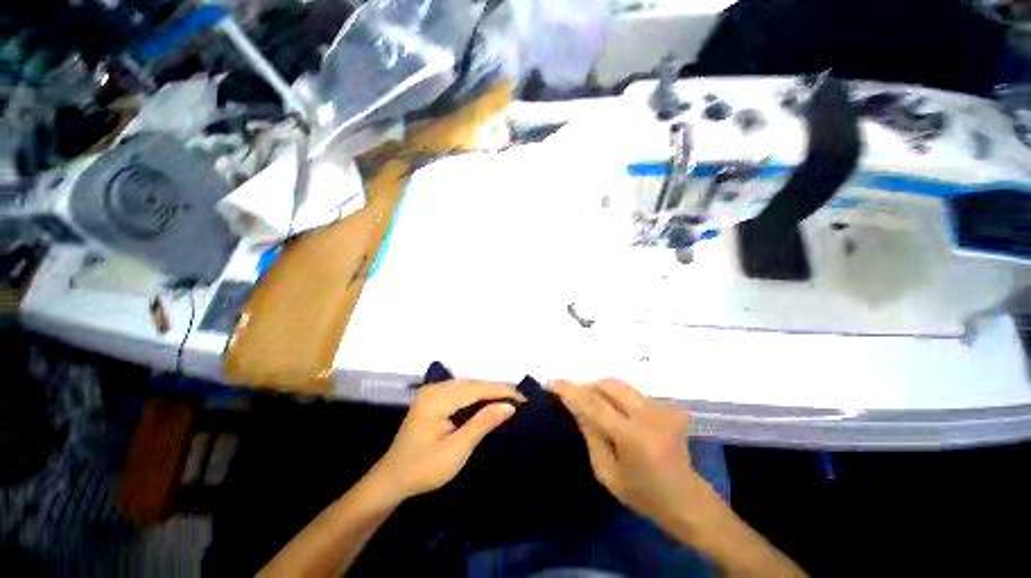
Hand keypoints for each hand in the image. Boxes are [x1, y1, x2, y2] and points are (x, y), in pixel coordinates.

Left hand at [372, 380, 525, 501]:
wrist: (391, 480)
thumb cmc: (423, 469)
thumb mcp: (457, 450)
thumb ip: (483, 423)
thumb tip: (509, 406)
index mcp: (438, 398)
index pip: (477, 388)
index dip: (502, 391)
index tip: (524, 398)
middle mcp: (435, 388)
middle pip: (473, 384)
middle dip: (497, 390)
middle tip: (520, 401)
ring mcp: (433, 391)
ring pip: (468, 386)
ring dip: (488, 392)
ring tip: (509, 401)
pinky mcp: (433, 398)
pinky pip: (461, 391)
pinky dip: (477, 396)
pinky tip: (488, 403)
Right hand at [551, 379, 701, 530]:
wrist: (687, 500)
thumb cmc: (643, 494)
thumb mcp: (607, 473)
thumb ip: (590, 435)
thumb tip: (575, 405)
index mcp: (632, 437)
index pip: (594, 404)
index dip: (571, 391)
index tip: (552, 382)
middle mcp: (649, 416)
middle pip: (609, 384)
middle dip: (589, 387)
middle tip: (579, 401)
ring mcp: (662, 409)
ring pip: (621, 385)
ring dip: (604, 392)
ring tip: (601, 411)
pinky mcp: (669, 407)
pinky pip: (634, 394)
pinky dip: (620, 400)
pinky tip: (623, 418)